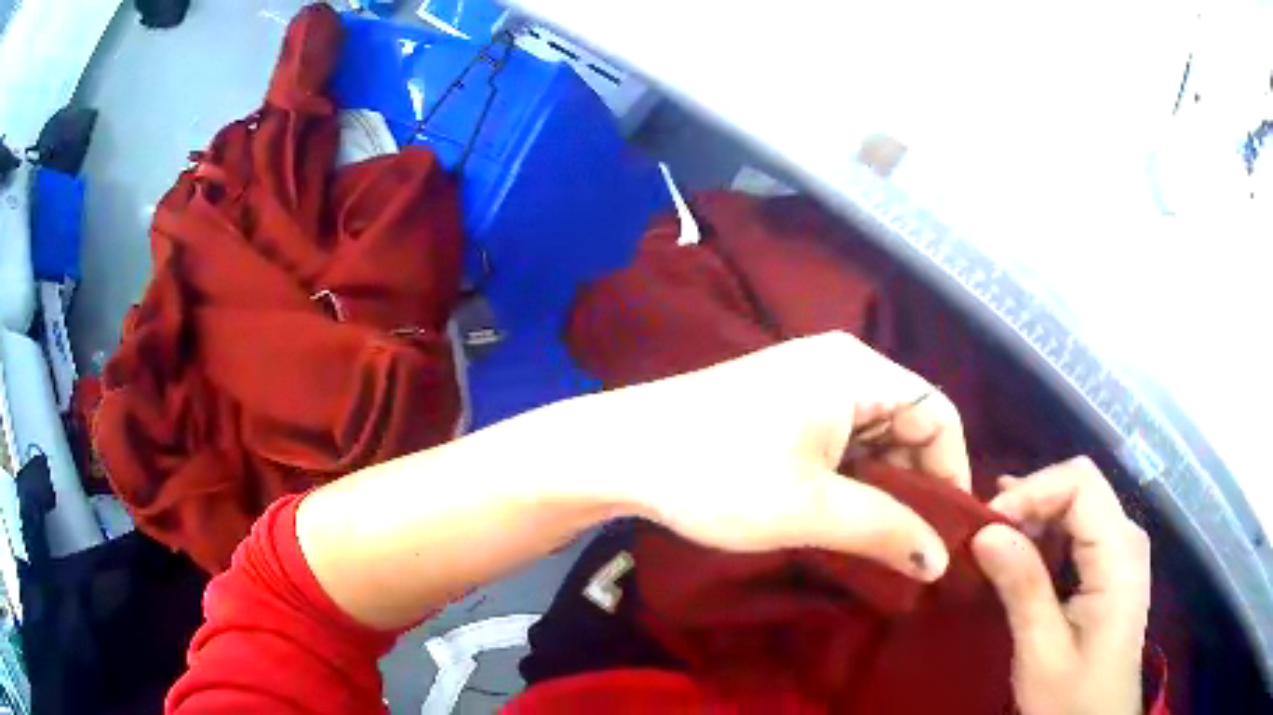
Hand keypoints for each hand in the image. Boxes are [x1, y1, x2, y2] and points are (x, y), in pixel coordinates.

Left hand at [599, 331, 970, 581]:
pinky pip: (840, 443)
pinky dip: (852, 482)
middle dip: (917, 488)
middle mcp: (840, 367)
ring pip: (873, 440)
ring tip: (883, 544)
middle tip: (915, 549)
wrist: (620, 452)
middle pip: (908, 426)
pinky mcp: (783, 408)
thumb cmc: (718, 474)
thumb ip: (886, 532)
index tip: (948, 532)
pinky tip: (846, 521)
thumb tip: (940, 562)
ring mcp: (808, 386)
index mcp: (856, 372)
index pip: (938, 414)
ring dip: (883, 491)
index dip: (952, 472)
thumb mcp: (811, 509)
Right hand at [973, 458, 1150, 714]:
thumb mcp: (1042, 651)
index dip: (1032, 490)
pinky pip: (1080, 529)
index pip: (1080, 483)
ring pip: (1078, 503)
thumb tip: (986, 531)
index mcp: (1119, 553)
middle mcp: (1127, 537)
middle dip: (1029, 501)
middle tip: (982, 535)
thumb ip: (1022, 588)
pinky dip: (1047, 535)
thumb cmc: (1072, 697)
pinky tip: (1019, 552)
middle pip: (1080, 487)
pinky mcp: (1113, 565)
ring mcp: (1122, 549)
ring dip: (1035, 517)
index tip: (987, 524)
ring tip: (992, 541)